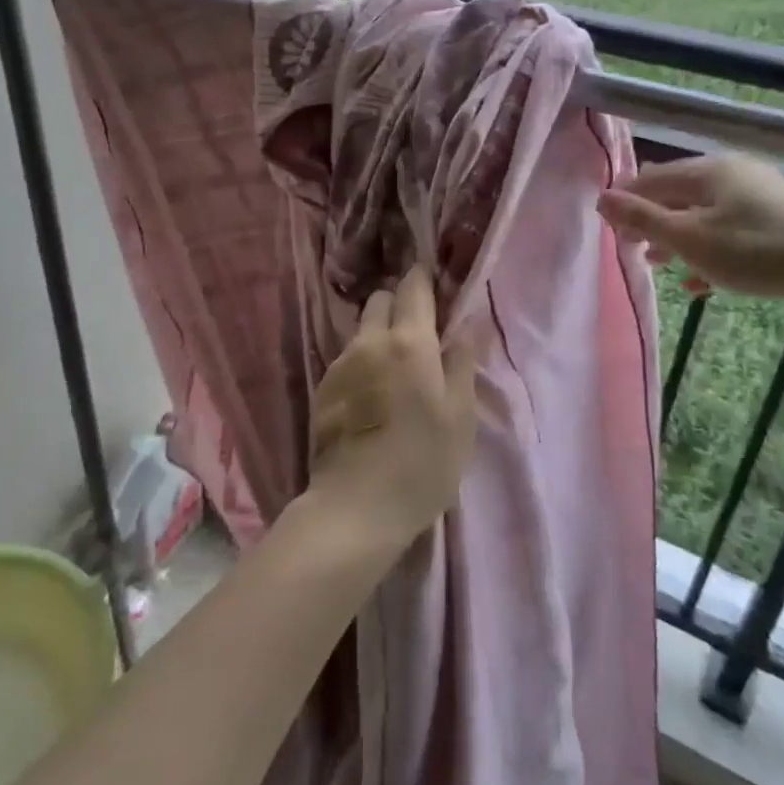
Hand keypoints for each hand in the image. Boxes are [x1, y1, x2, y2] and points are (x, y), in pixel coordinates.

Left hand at [306, 265, 478, 545]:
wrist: (354, 507)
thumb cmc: (422, 463)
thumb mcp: (460, 417)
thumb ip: (461, 365)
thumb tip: (461, 330)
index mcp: (410, 342)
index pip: (412, 288)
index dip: (423, 278)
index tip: (433, 280)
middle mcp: (370, 342)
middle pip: (380, 300)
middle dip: (399, 303)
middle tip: (419, 330)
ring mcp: (340, 363)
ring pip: (362, 330)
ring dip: (379, 334)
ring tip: (396, 367)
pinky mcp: (322, 388)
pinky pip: (347, 358)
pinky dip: (363, 361)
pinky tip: (373, 393)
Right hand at [598, 152, 783, 299]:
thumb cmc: (754, 250)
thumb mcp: (690, 238)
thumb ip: (642, 218)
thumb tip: (601, 199)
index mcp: (707, 170)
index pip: (651, 179)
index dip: (626, 203)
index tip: (610, 231)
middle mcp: (731, 172)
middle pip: (677, 194)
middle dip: (651, 222)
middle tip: (632, 249)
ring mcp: (758, 193)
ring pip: (703, 213)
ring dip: (677, 238)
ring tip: (659, 264)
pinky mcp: (778, 217)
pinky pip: (730, 229)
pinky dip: (709, 248)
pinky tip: (701, 280)